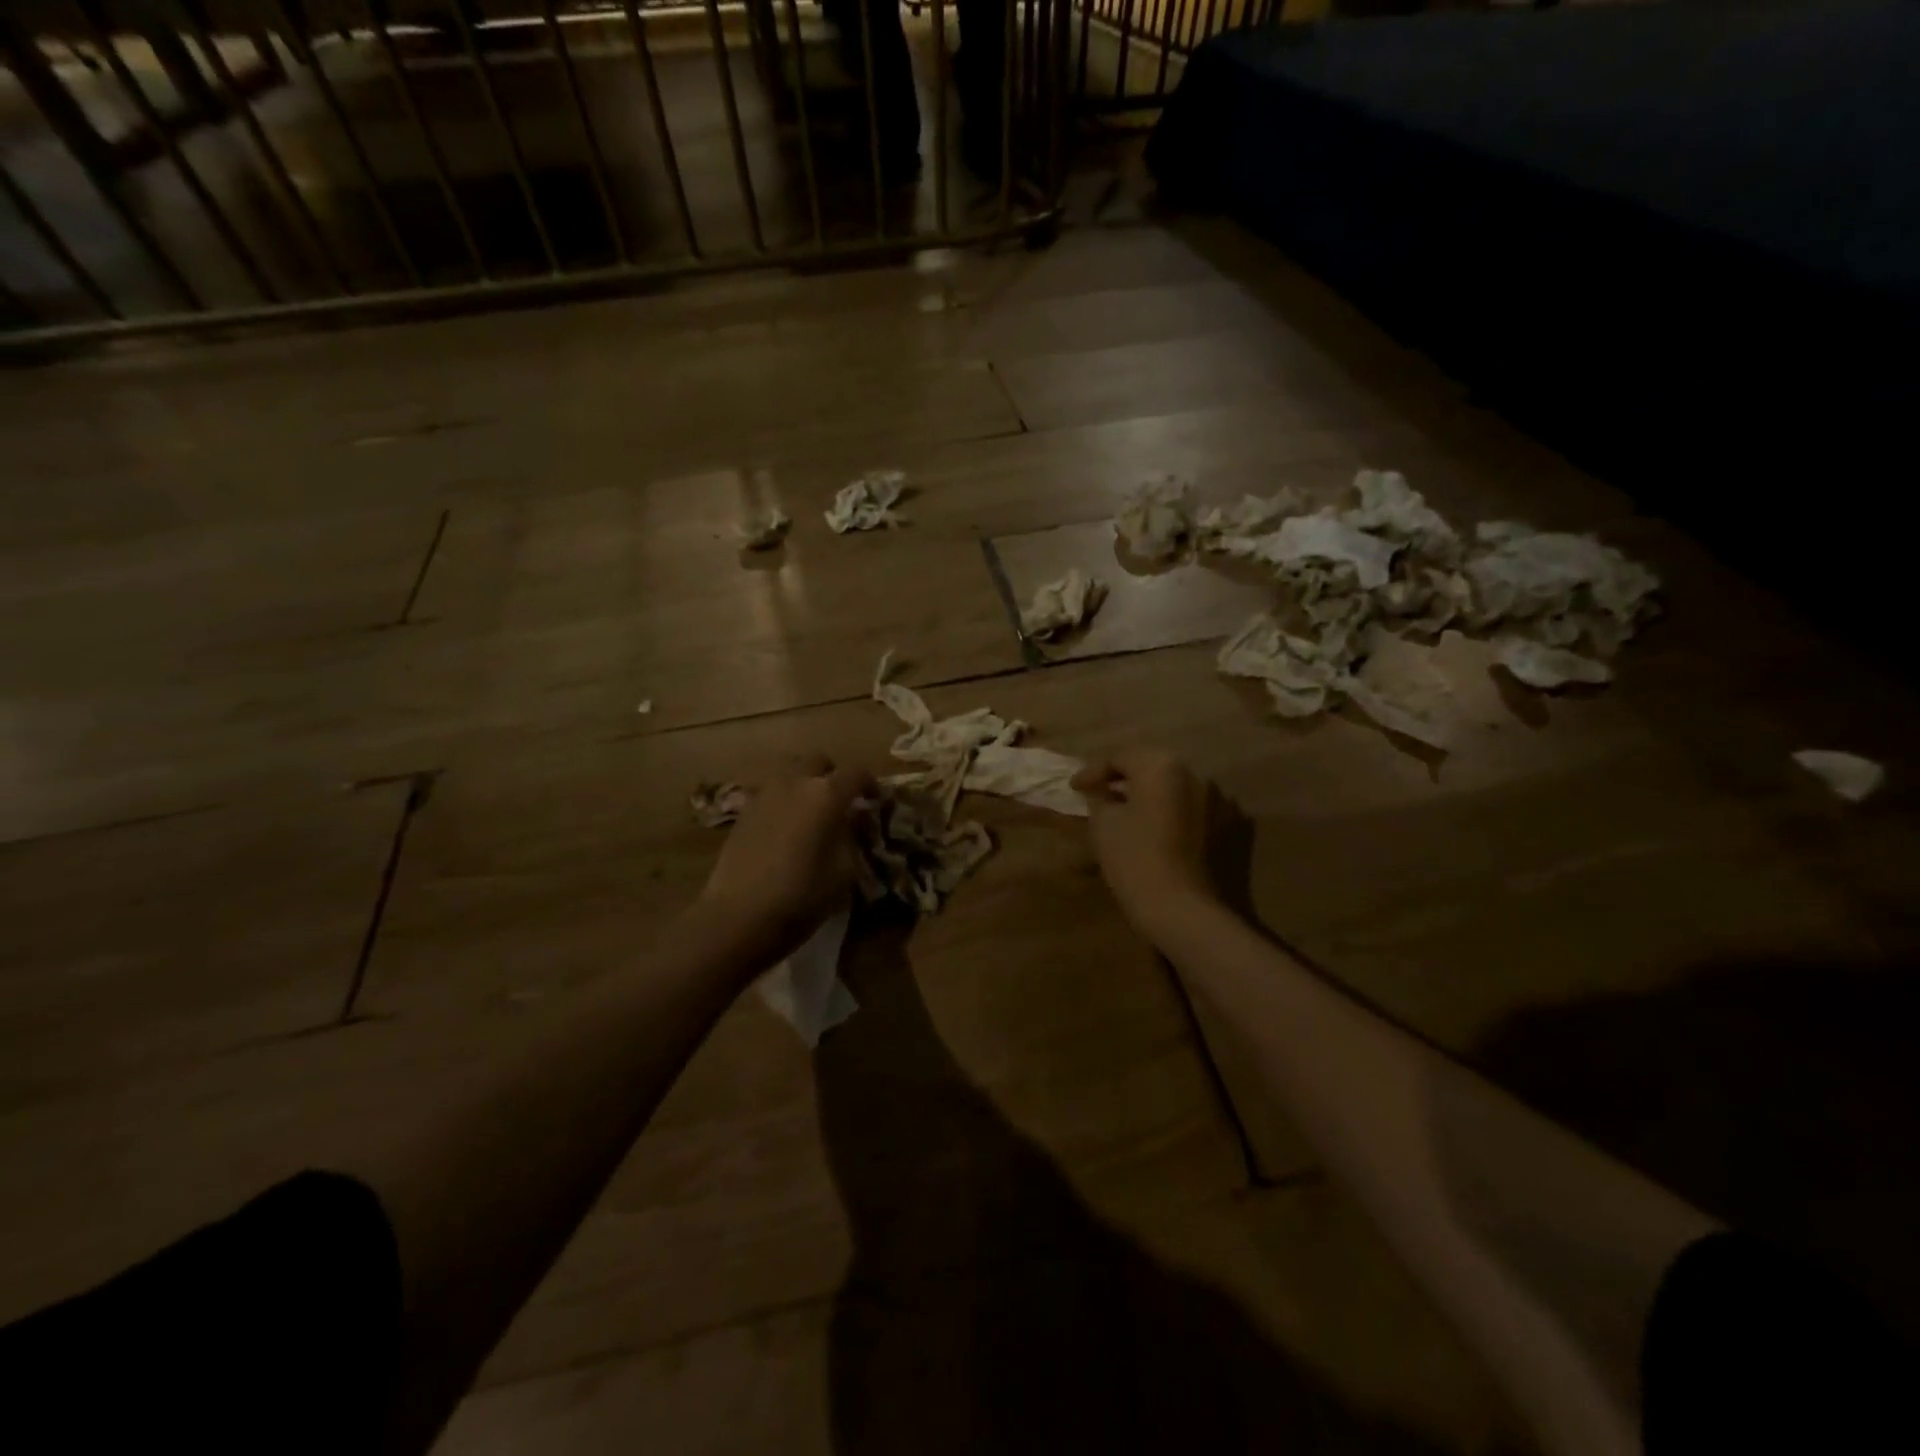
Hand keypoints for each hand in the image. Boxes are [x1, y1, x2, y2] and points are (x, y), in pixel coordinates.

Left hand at [697, 754, 873, 962]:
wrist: (738, 917)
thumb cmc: (801, 897)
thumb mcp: (844, 873)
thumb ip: (852, 838)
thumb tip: (852, 821)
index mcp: (826, 795)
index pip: (856, 773)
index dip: (870, 784)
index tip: (876, 801)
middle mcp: (795, 783)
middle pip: (819, 761)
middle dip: (833, 776)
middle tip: (841, 802)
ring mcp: (764, 795)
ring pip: (790, 772)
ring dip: (805, 784)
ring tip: (812, 813)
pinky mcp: (743, 812)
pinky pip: (771, 793)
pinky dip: (784, 801)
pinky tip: (786, 829)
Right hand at [1073, 749, 1225, 943]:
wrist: (1184, 910)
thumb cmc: (1135, 860)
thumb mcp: (1103, 825)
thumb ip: (1100, 798)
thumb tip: (1102, 792)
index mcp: (1161, 766)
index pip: (1120, 757)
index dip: (1093, 771)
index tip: (1074, 788)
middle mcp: (1195, 773)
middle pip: (1151, 767)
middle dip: (1124, 779)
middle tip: (1101, 794)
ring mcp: (1219, 799)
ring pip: (1175, 788)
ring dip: (1151, 796)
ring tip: (1130, 813)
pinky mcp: (1231, 826)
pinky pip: (1194, 809)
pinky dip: (1174, 813)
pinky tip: (1159, 831)